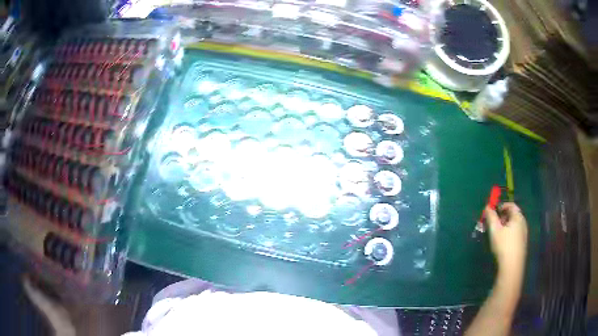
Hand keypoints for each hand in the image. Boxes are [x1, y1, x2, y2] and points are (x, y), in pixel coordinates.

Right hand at [485, 203, 527, 275]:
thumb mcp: (494, 230)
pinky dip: (509, 233)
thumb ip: (491, 217)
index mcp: (518, 217)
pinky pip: (515, 233)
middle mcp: (523, 223)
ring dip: (505, 226)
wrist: (512, 266)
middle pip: (513, 215)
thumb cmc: (503, 245)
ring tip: (496, 234)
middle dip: (502, 217)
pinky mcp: (522, 244)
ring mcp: (524, 234)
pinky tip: (502, 242)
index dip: (502, 206)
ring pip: (514, 225)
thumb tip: (487, 207)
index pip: (511, 205)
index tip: (493, 212)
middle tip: (493, 224)